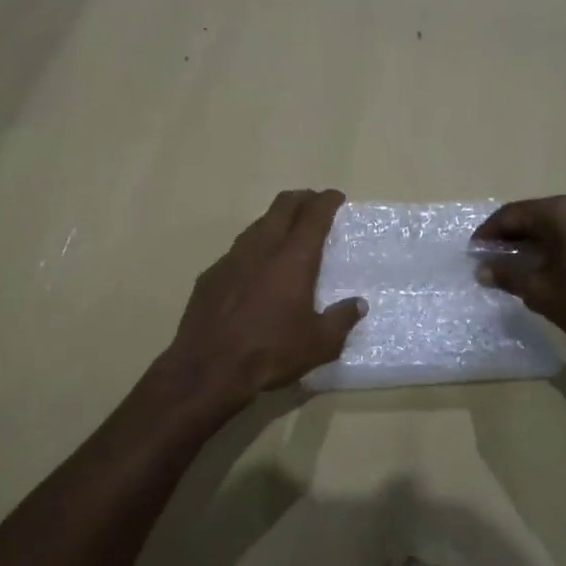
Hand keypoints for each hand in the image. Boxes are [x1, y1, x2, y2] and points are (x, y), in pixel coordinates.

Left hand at [160, 189, 365, 407]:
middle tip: (313, 203)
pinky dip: (252, 249)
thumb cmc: (271, 352)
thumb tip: (358, 304)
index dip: (327, 201)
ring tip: (285, 232)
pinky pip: (236, 252)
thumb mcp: (320, 344)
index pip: (313, 215)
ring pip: (256, 226)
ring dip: (274, 221)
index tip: (336, 197)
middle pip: (282, 208)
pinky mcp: (209, 276)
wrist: (208, 368)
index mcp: (293, 258)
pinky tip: (254, 268)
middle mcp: (261, 248)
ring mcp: (230, 259)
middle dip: (301, 200)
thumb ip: (341, 320)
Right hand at [473, 195, 565, 364]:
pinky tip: (551, 266)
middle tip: (492, 258)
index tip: (473, 251)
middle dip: (511, 236)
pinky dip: (557, 244)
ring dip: (534, 240)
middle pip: (535, 215)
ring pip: (557, 223)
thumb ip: (508, 274)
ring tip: (518, 264)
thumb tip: (483, 269)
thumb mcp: (540, 291)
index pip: (511, 214)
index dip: (488, 233)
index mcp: (560, 212)